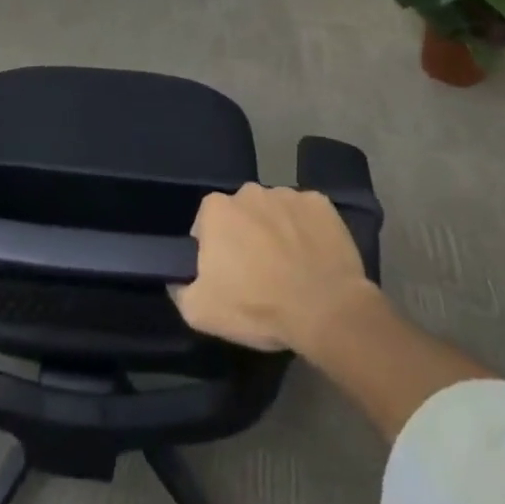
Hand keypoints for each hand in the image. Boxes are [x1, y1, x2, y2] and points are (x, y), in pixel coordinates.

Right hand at [170, 183, 377, 353]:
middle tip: (258, 271)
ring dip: (276, 231)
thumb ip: (180, 290)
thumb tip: (178, 280)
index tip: (226, 274)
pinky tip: (313, 257)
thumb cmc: (257, 307)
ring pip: (274, 211)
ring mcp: (288, 194)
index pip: (206, 223)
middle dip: (245, 235)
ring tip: (290, 266)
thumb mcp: (200, 311)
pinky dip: (307, 230)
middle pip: (241, 213)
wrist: (326, 311)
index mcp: (216, 209)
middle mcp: (249, 192)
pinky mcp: (321, 204)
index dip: (214, 249)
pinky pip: (306, 214)